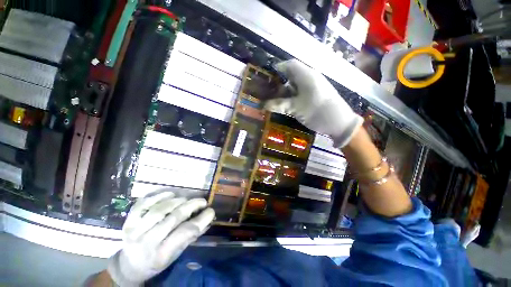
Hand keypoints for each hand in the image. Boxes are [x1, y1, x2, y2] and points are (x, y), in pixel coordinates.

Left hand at [107, 192, 214, 285]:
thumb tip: (208, 218)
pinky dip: (159, 195)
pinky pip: (145, 202)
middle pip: (174, 217)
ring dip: (178, 200)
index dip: (201, 219)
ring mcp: (135, 229)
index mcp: (161, 255)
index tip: (211, 211)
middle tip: (202, 201)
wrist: (129, 265)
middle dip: (192, 206)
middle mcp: (146, 242)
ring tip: (186, 199)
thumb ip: (191, 236)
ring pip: (160, 208)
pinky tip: (170, 194)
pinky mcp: (129, 220)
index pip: (185, 233)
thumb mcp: (176, 255)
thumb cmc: (156, 262)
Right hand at [265, 59, 362, 147]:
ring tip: (276, 101)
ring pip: (296, 85)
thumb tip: (263, 105)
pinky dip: (292, 97)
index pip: (289, 65)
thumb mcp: (295, 108)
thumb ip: (279, 105)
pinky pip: (301, 93)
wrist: (339, 123)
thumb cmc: (317, 111)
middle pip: (291, 76)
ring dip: (285, 92)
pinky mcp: (316, 96)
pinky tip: (287, 105)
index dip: (277, 69)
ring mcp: (314, 87)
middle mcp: (310, 78)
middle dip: (279, 83)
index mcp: (306, 75)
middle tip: (269, 93)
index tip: (267, 78)